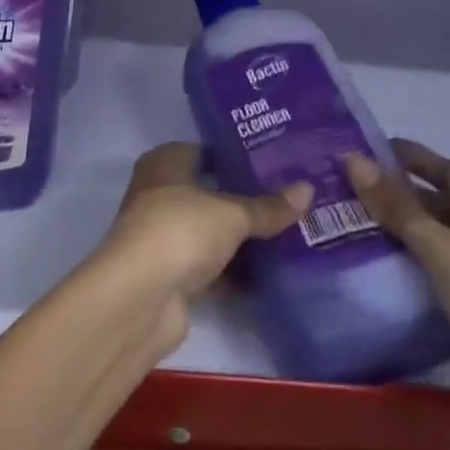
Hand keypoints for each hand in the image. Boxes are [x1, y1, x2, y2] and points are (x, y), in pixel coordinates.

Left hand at [95, 142, 312, 349]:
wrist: (141, 299)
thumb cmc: (180, 231)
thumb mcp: (231, 214)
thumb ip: (267, 206)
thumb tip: (308, 189)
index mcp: (164, 164)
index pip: (203, 150)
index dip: (235, 154)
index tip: (275, 160)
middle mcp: (159, 195)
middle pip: (209, 192)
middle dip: (244, 197)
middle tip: (290, 196)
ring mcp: (165, 237)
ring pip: (211, 230)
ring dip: (241, 236)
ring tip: (290, 231)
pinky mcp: (173, 275)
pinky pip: (212, 265)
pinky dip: (235, 270)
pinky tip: (272, 272)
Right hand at [342, 140, 449, 403]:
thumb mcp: (445, 252)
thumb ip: (397, 207)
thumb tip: (352, 159)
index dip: (412, 158)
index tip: (368, 145)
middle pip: (448, 206)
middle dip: (403, 196)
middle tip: (350, 184)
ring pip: (444, 241)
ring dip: (405, 231)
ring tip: (353, 216)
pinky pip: (444, 273)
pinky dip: (414, 263)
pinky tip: (378, 258)